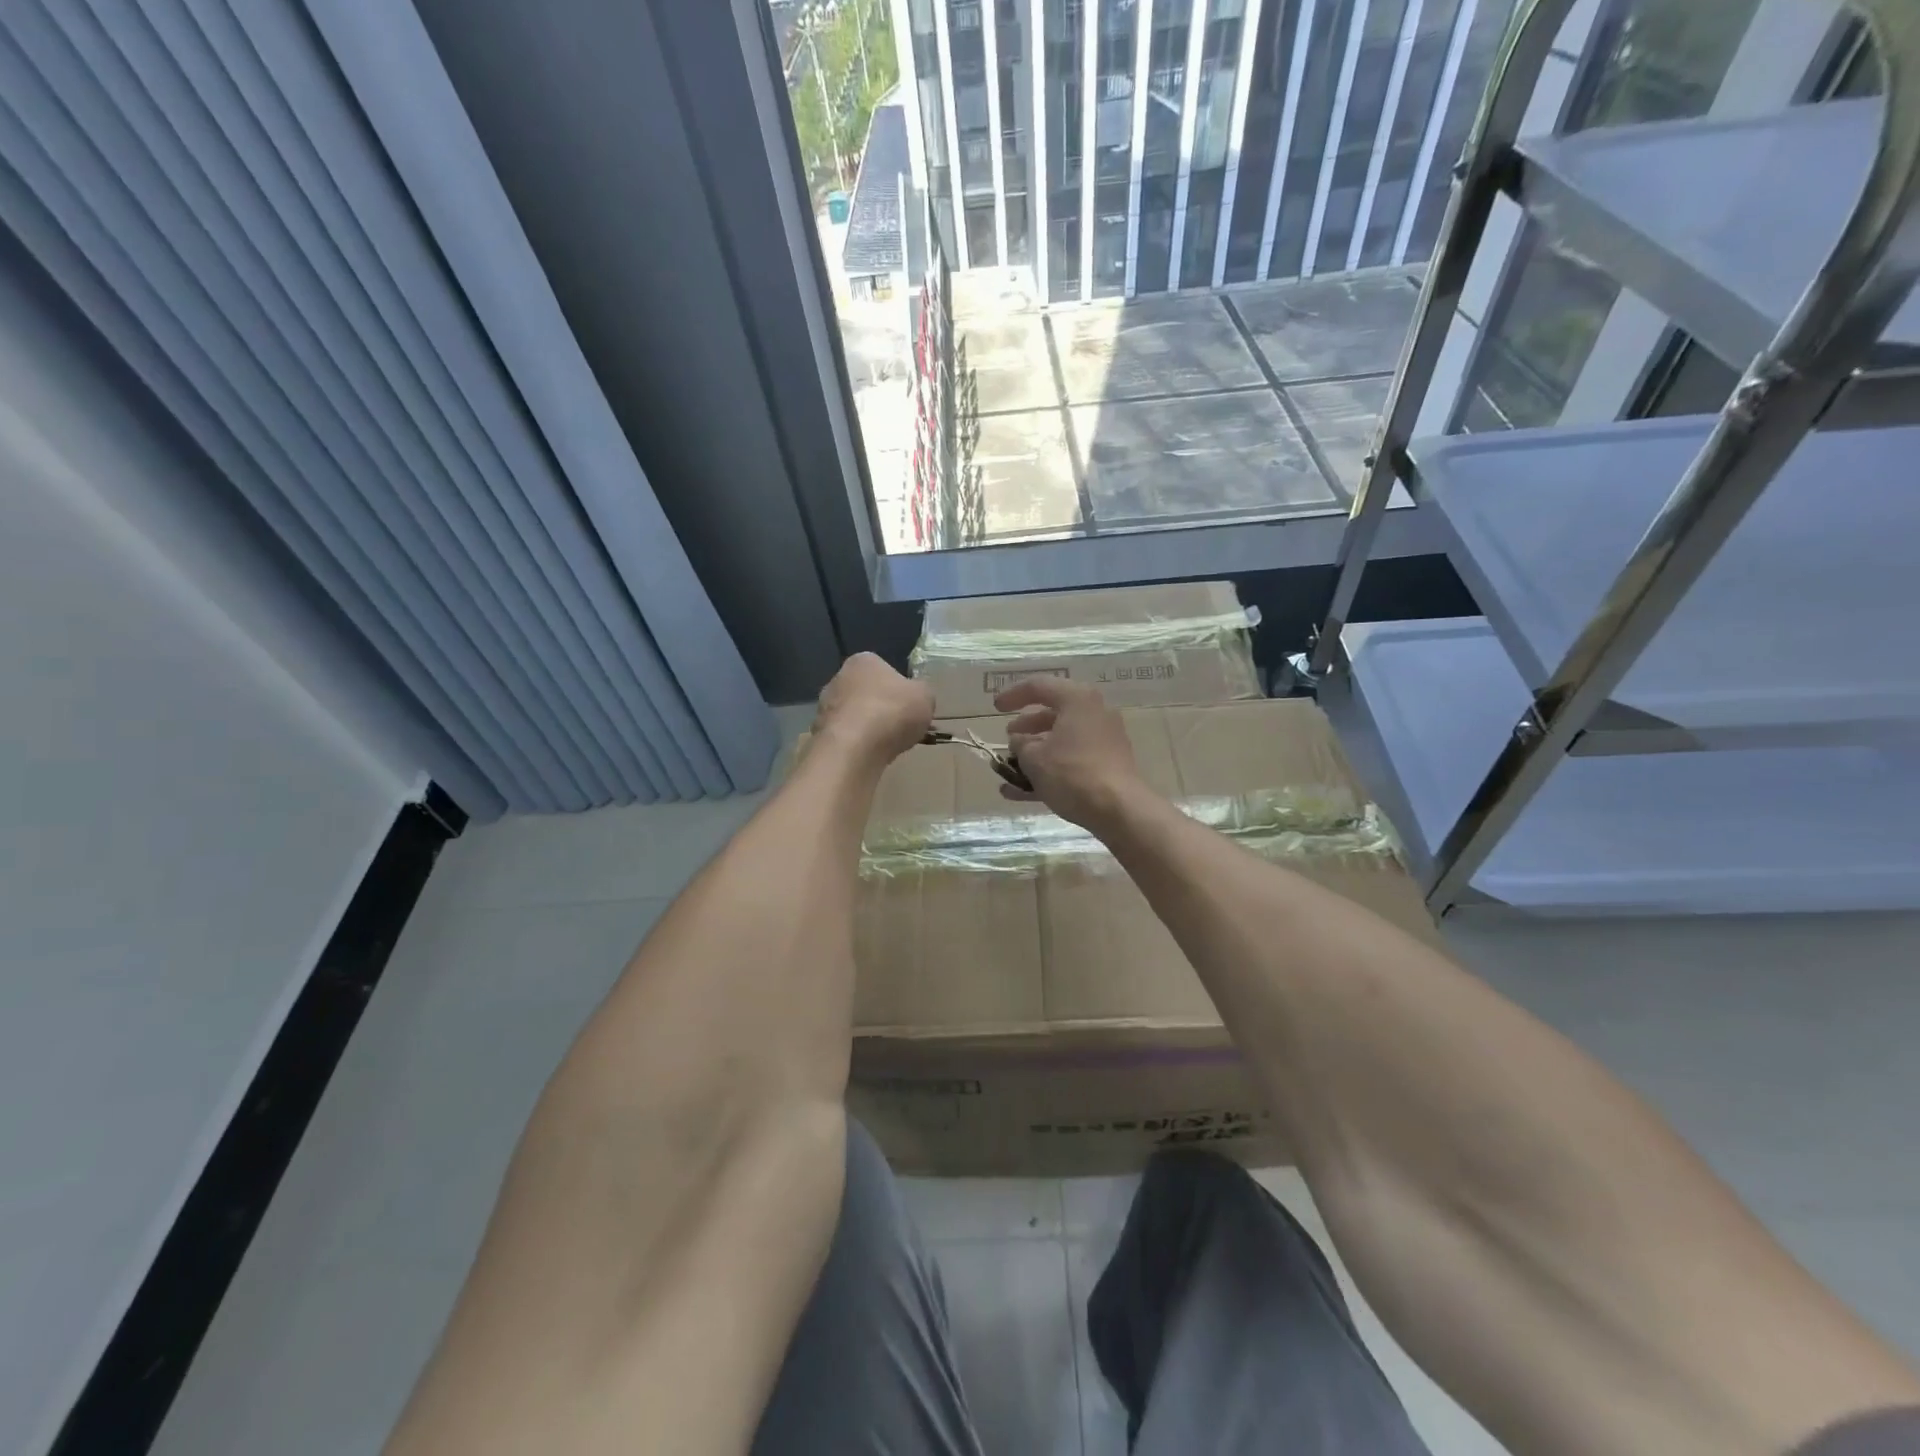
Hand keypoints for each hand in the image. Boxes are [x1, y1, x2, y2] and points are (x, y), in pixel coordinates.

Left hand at [813, 653, 934, 764]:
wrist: (854, 747)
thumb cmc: (892, 712)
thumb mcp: (925, 697)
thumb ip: (921, 692)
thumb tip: (916, 696)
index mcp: (863, 661)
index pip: (883, 669)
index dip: (899, 688)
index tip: (908, 706)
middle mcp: (838, 678)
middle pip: (866, 692)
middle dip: (880, 708)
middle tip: (899, 727)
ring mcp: (824, 706)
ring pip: (853, 716)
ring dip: (866, 728)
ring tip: (885, 745)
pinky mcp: (819, 733)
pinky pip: (844, 737)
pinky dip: (855, 745)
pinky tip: (868, 755)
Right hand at [994, 677, 1150, 830]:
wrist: (1119, 809)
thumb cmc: (1072, 773)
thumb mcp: (1034, 758)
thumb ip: (1021, 744)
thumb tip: (1020, 741)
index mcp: (1077, 699)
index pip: (1039, 686)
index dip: (1012, 695)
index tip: (995, 708)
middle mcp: (1094, 713)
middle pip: (1053, 713)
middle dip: (1026, 727)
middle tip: (1008, 737)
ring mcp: (1103, 740)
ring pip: (1062, 739)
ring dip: (1035, 751)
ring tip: (1010, 767)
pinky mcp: (1106, 764)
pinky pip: (1071, 760)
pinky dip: (1048, 770)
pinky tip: (1020, 791)